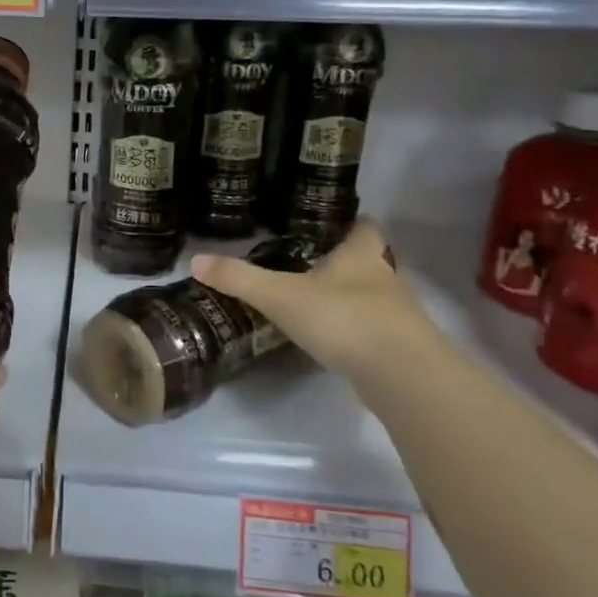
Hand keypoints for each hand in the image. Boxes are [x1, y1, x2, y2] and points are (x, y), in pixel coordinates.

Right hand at [191, 221, 431, 378]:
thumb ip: (239, 278)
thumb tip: (195, 260)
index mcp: (360, 256)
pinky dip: (358, 332)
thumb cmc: (343, 318)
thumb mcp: (280, 295)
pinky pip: (377, 332)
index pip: (365, 227)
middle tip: (313, 264)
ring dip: (353, 299)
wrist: (402, 375)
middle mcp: (385, 279)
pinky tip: (336, 341)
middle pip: (371, 262)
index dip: (352, 221)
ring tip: (318, 303)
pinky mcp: (402, 350)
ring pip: (376, 298)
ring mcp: (399, 317)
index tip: (333, 221)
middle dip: (347, 263)